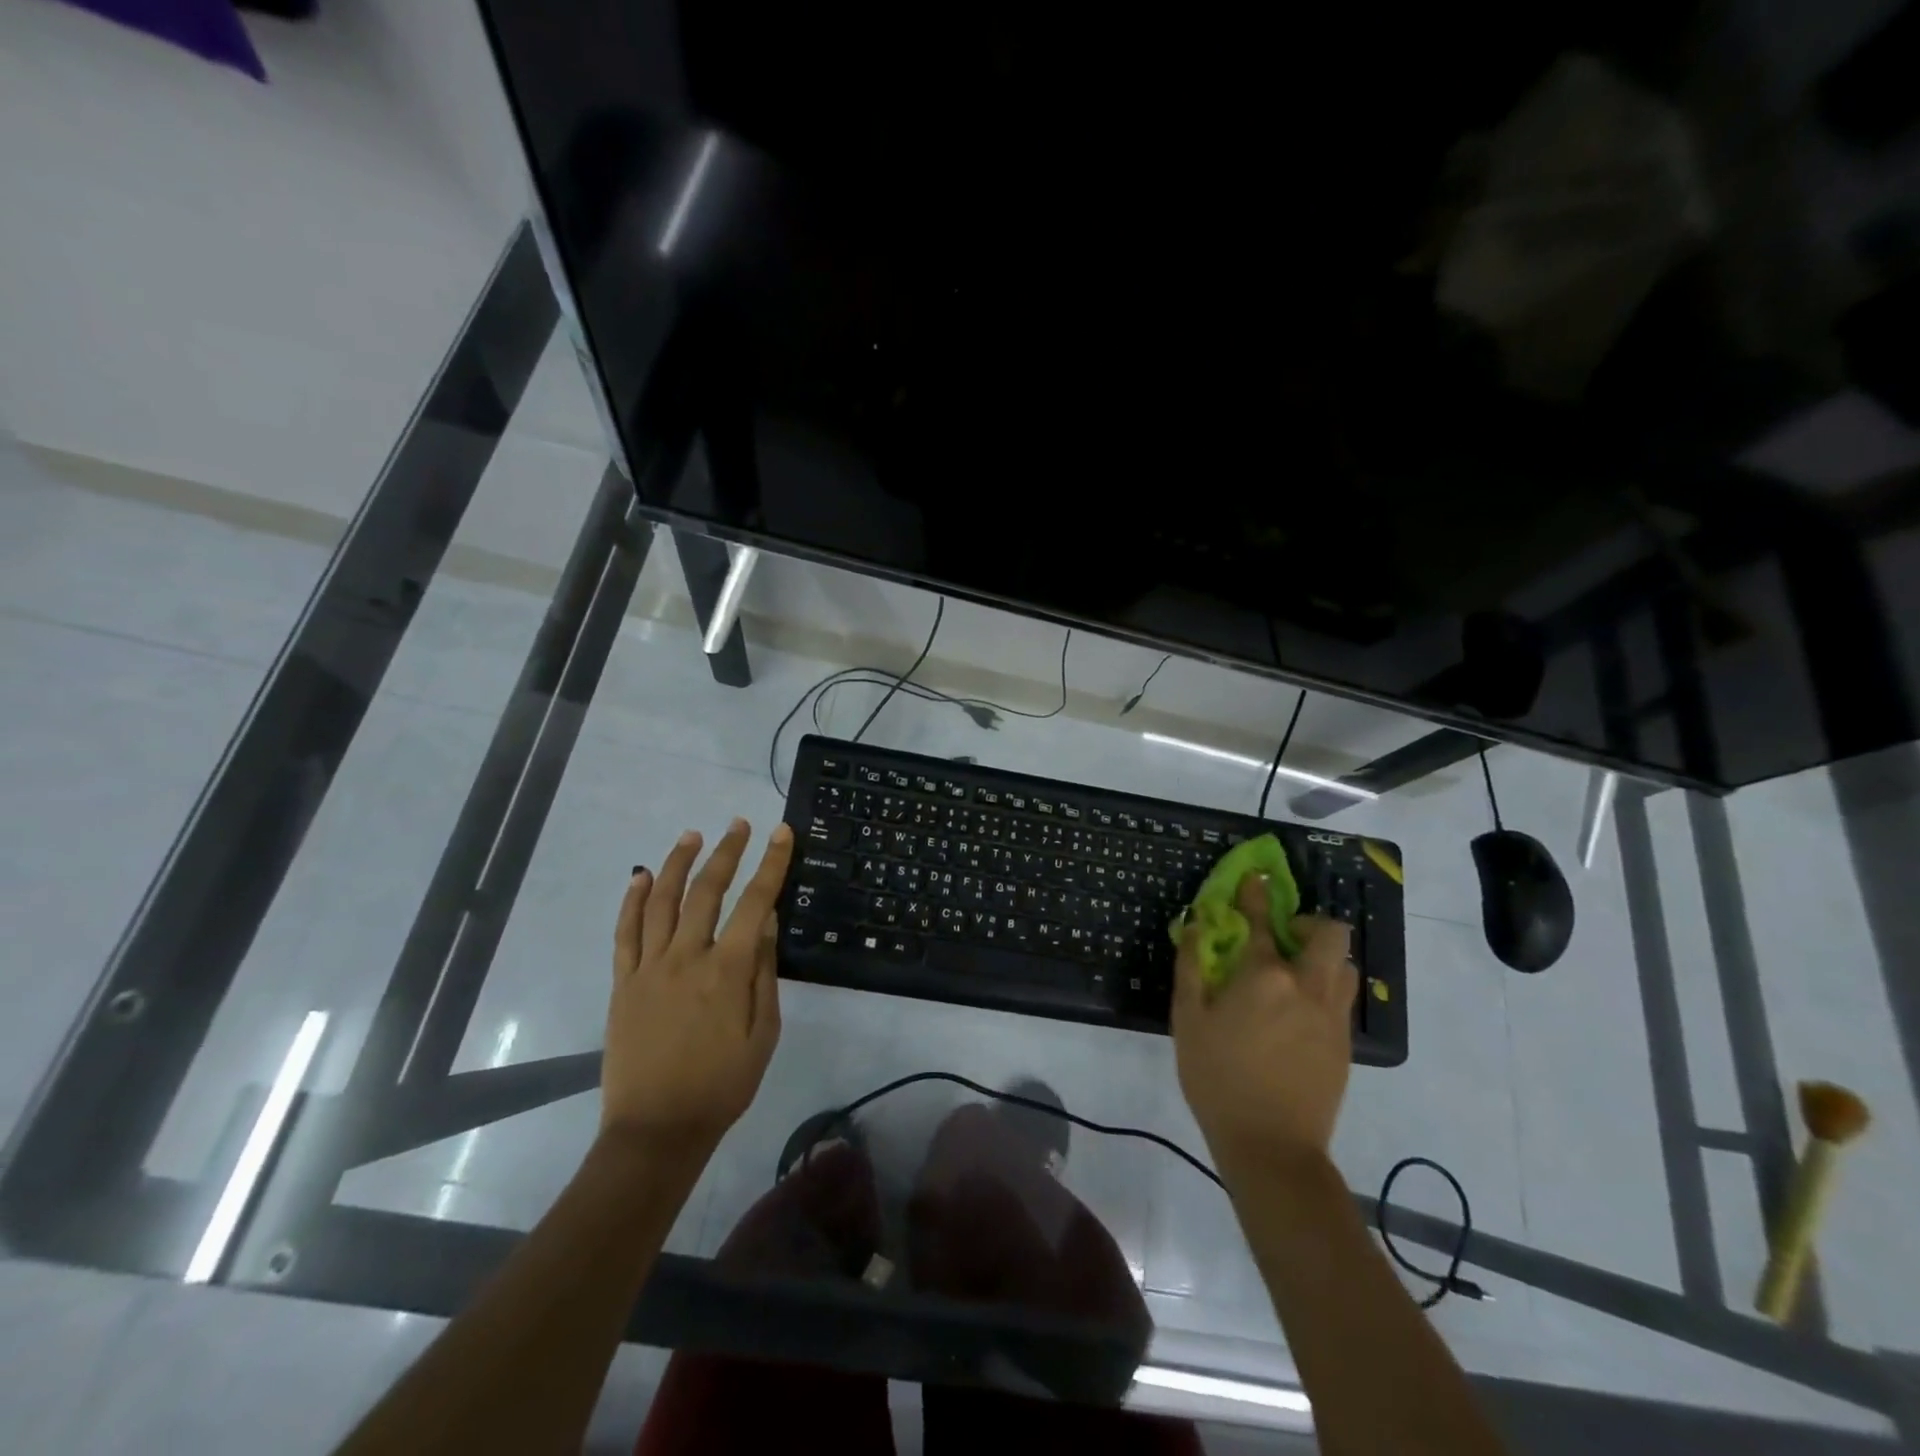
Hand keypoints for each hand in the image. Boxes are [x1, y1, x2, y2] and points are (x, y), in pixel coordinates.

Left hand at [603, 818, 792, 1154]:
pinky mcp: (623, 983)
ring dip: (677, 863)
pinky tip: (639, 877)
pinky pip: (625, 933)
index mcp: (727, 971)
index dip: (771, 864)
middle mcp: (687, 958)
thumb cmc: (722, 1085)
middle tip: (738, 824)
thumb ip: (765, 973)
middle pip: (707, 891)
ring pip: (661, 901)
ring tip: (692, 835)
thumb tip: (769, 922)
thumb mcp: (763, 1033)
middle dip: (726, 852)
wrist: (656, 1130)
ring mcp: (649, 968)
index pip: (755, 903)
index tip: (781, 833)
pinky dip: (631, 901)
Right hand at [1172, 874, 1357, 1174]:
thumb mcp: (1188, 1020)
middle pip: (1331, 934)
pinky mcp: (1344, 1044)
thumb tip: (1197, 925)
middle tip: (1285, 936)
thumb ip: (1192, 966)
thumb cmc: (1217, 1078)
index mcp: (1264, 976)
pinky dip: (1326, 988)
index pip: (1261, 921)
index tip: (1256, 879)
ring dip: (1325, 957)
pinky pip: (1343, 998)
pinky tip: (1299, 1011)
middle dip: (1311, 923)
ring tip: (1296, 972)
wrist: (1271, 1147)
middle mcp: (1306, 986)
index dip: (1257, 894)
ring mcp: (1331, 1016)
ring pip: (1346, 966)